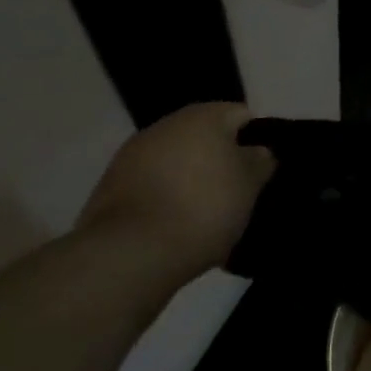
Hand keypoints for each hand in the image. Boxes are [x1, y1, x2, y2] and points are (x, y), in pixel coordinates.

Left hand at [75, 102, 274, 289]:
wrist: (129, 255)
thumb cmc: (203, 208)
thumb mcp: (249, 185)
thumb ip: (260, 161)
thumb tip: (257, 151)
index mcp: (203, 116)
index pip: (242, 116)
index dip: (255, 142)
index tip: (260, 173)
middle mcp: (166, 125)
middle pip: (205, 138)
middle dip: (220, 161)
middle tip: (234, 195)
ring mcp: (133, 155)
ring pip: (176, 162)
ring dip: (190, 180)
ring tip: (204, 217)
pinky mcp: (110, 188)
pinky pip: (151, 186)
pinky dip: (164, 199)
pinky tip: (174, 227)